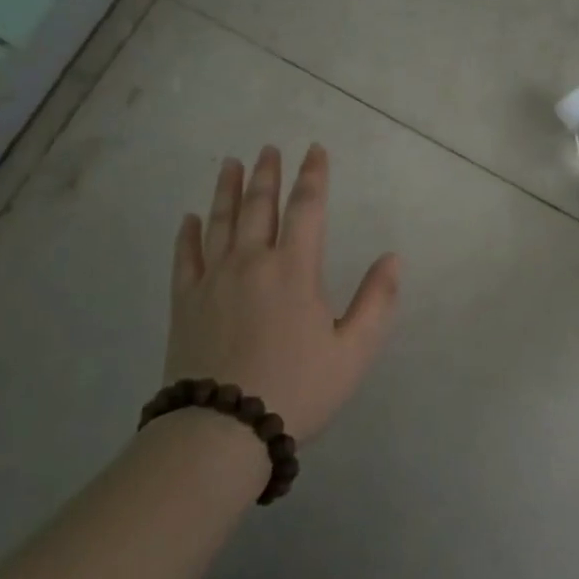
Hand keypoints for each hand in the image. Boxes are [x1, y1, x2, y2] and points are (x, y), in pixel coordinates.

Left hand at [168, 143, 400, 442]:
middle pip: (259, 205)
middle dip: (267, 173)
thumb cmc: (296, 389)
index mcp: (294, 269)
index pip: (307, 207)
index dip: (313, 175)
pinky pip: (185, 257)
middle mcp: (252, 261)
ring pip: (220, 221)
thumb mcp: (353, 351)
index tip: (314, 150)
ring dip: (227, 189)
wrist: (222, 430)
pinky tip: (190, 218)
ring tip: (231, 163)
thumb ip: (377, 301)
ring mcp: (213, 279)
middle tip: (269, 148)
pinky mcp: (185, 301)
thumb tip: (392, 258)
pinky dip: (188, 234)